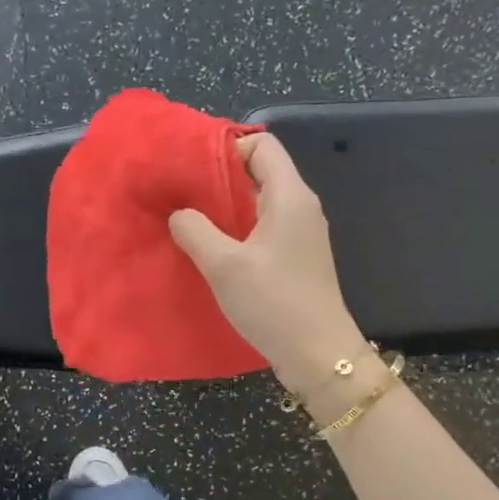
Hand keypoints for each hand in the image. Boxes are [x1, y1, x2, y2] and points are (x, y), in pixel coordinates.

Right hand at [168, 134, 364, 393]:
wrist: (319, 355)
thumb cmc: (274, 303)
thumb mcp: (224, 265)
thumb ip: (195, 230)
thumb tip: (179, 213)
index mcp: (290, 195)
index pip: (261, 144)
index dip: (225, 146)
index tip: (190, 167)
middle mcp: (300, 206)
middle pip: (259, 171)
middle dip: (219, 177)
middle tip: (180, 193)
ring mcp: (300, 233)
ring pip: (259, 201)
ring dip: (225, 206)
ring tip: (188, 220)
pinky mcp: (296, 257)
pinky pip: (263, 227)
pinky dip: (237, 229)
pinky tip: (211, 249)